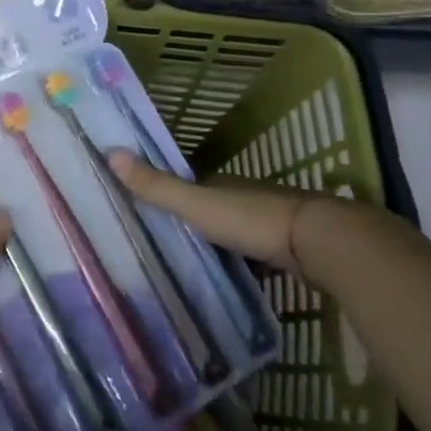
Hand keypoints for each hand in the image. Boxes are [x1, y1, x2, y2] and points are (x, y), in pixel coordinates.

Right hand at [107, 151, 340, 271]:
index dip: (169, 193)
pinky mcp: (290, 247)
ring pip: (235, 230)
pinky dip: (244, 262)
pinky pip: (257, 254)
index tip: (146, 208)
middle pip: (212, 206)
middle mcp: (245, 196)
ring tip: (192, 265)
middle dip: (193, 220)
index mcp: (221, 183)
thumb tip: (109, 151)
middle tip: (164, 242)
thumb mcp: (196, 204)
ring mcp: (270, 221)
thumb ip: (157, 186)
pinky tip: (232, 279)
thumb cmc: (252, 219)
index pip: (189, 184)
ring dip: (218, 243)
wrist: (320, 241)